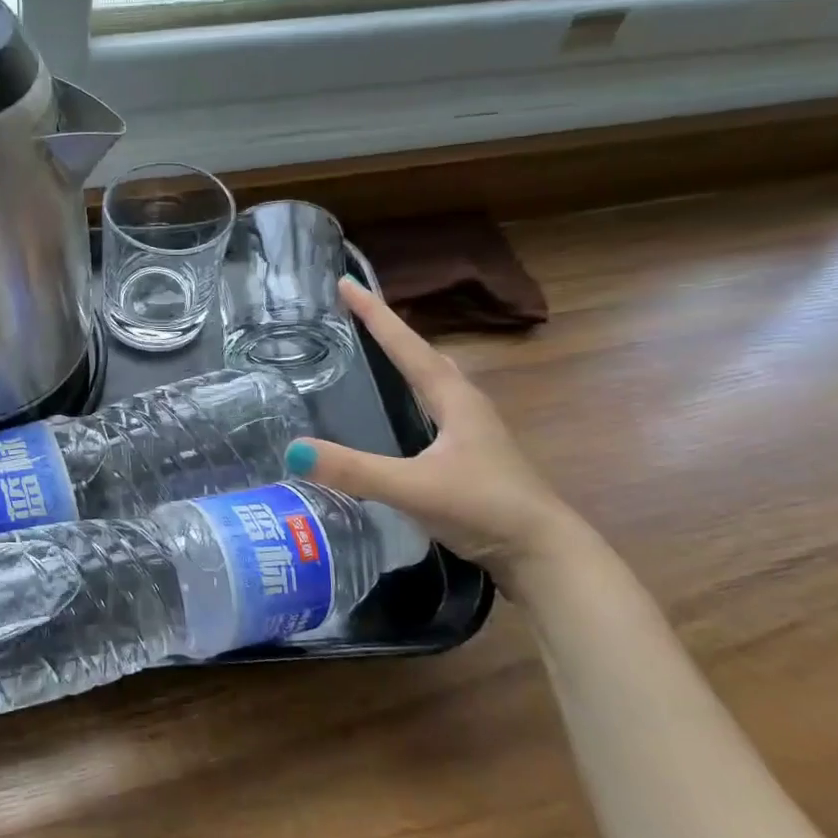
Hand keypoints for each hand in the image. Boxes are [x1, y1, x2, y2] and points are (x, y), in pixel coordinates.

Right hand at [286, 279, 583, 577]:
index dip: (375, 314)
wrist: (544, 554)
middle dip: (391, 332)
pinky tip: (401, 413)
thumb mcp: (414, 488)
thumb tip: (293, 451)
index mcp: (454, 399)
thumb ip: (355, 470)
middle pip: (425, 356)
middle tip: (356, 314)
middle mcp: (465, 406)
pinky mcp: (471, 457)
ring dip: (405, 361)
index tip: (346, 283)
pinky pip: (433, 409)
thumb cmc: (484, 509)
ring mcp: (472, 432)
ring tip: (375, 351)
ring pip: (434, 382)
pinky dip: (411, 395)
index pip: (407, 346)